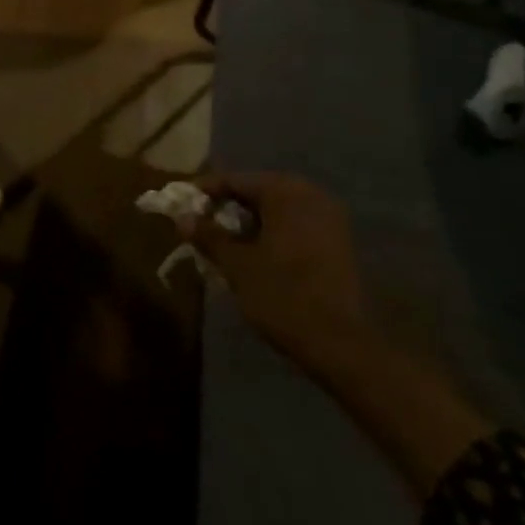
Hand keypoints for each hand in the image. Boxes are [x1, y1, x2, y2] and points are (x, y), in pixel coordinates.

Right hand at [180, 172, 368, 374]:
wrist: (342, 344)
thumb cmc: (283, 295)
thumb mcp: (237, 265)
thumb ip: (209, 236)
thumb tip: (182, 217)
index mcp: (284, 191)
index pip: (234, 180)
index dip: (205, 192)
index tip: (183, 206)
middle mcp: (310, 194)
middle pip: (258, 191)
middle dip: (229, 207)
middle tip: (203, 225)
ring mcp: (330, 217)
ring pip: (279, 208)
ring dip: (252, 221)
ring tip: (227, 242)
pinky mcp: (340, 241)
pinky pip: (297, 224)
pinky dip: (274, 232)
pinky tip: (258, 253)